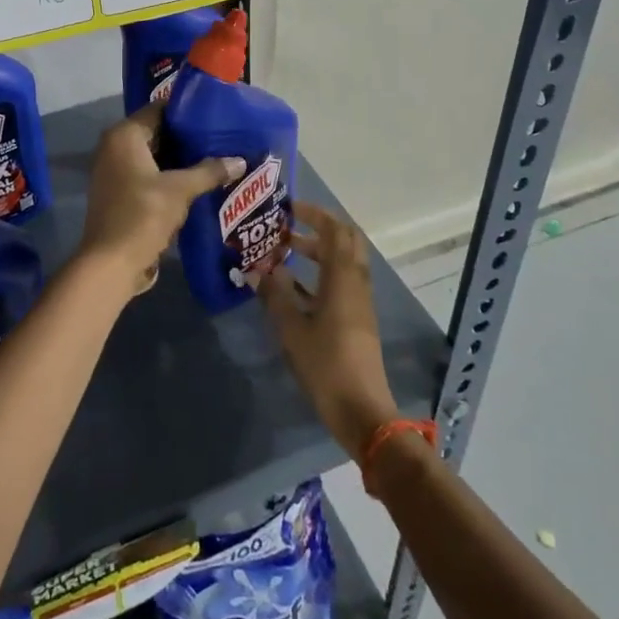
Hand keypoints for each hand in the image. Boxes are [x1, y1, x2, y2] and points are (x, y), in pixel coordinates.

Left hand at [76, 105, 243, 299]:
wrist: (111, 264)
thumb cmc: (142, 215)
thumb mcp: (180, 190)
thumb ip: (209, 171)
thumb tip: (240, 160)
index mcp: (124, 136)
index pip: (159, 109)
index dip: (188, 110)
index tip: (216, 113)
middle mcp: (115, 147)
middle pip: (157, 132)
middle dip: (188, 137)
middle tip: (222, 136)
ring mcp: (115, 172)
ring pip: (155, 156)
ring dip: (181, 159)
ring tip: (217, 157)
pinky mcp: (120, 194)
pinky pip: (150, 175)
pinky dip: (170, 176)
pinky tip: (198, 182)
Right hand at [255, 202, 400, 459]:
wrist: (362, 410)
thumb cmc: (326, 364)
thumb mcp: (292, 328)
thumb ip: (274, 295)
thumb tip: (256, 270)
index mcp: (343, 277)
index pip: (335, 230)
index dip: (314, 214)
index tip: (288, 208)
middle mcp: (356, 282)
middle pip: (344, 241)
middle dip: (318, 229)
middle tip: (288, 227)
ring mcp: (359, 302)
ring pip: (342, 262)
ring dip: (317, 251)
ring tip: (284, 252)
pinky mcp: (356, 319)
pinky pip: (340, 282)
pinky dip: (319, 274)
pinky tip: (292, 286)